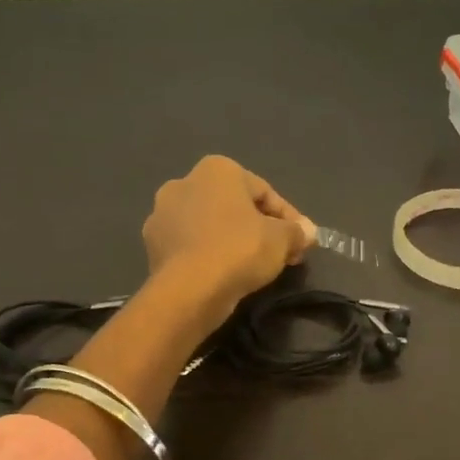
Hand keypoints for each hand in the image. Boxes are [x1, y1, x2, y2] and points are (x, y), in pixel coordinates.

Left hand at [141, 156, 313, 325]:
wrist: (188, 290)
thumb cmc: (239, 250)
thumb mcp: (281, 239)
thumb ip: (297, 231)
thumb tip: (308, 232)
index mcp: (217, 169)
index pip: (264, 192)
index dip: (289, 218)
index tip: (302, 241)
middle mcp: (184, 182)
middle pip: (234, 206)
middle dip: (259, 227)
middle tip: (281, 253)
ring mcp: (162, 214)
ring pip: (210, 225)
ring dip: (232, 240)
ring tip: (253, 266)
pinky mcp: (152, 245)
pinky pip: (192, 245)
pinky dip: (209, 255)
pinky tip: (225, 274)